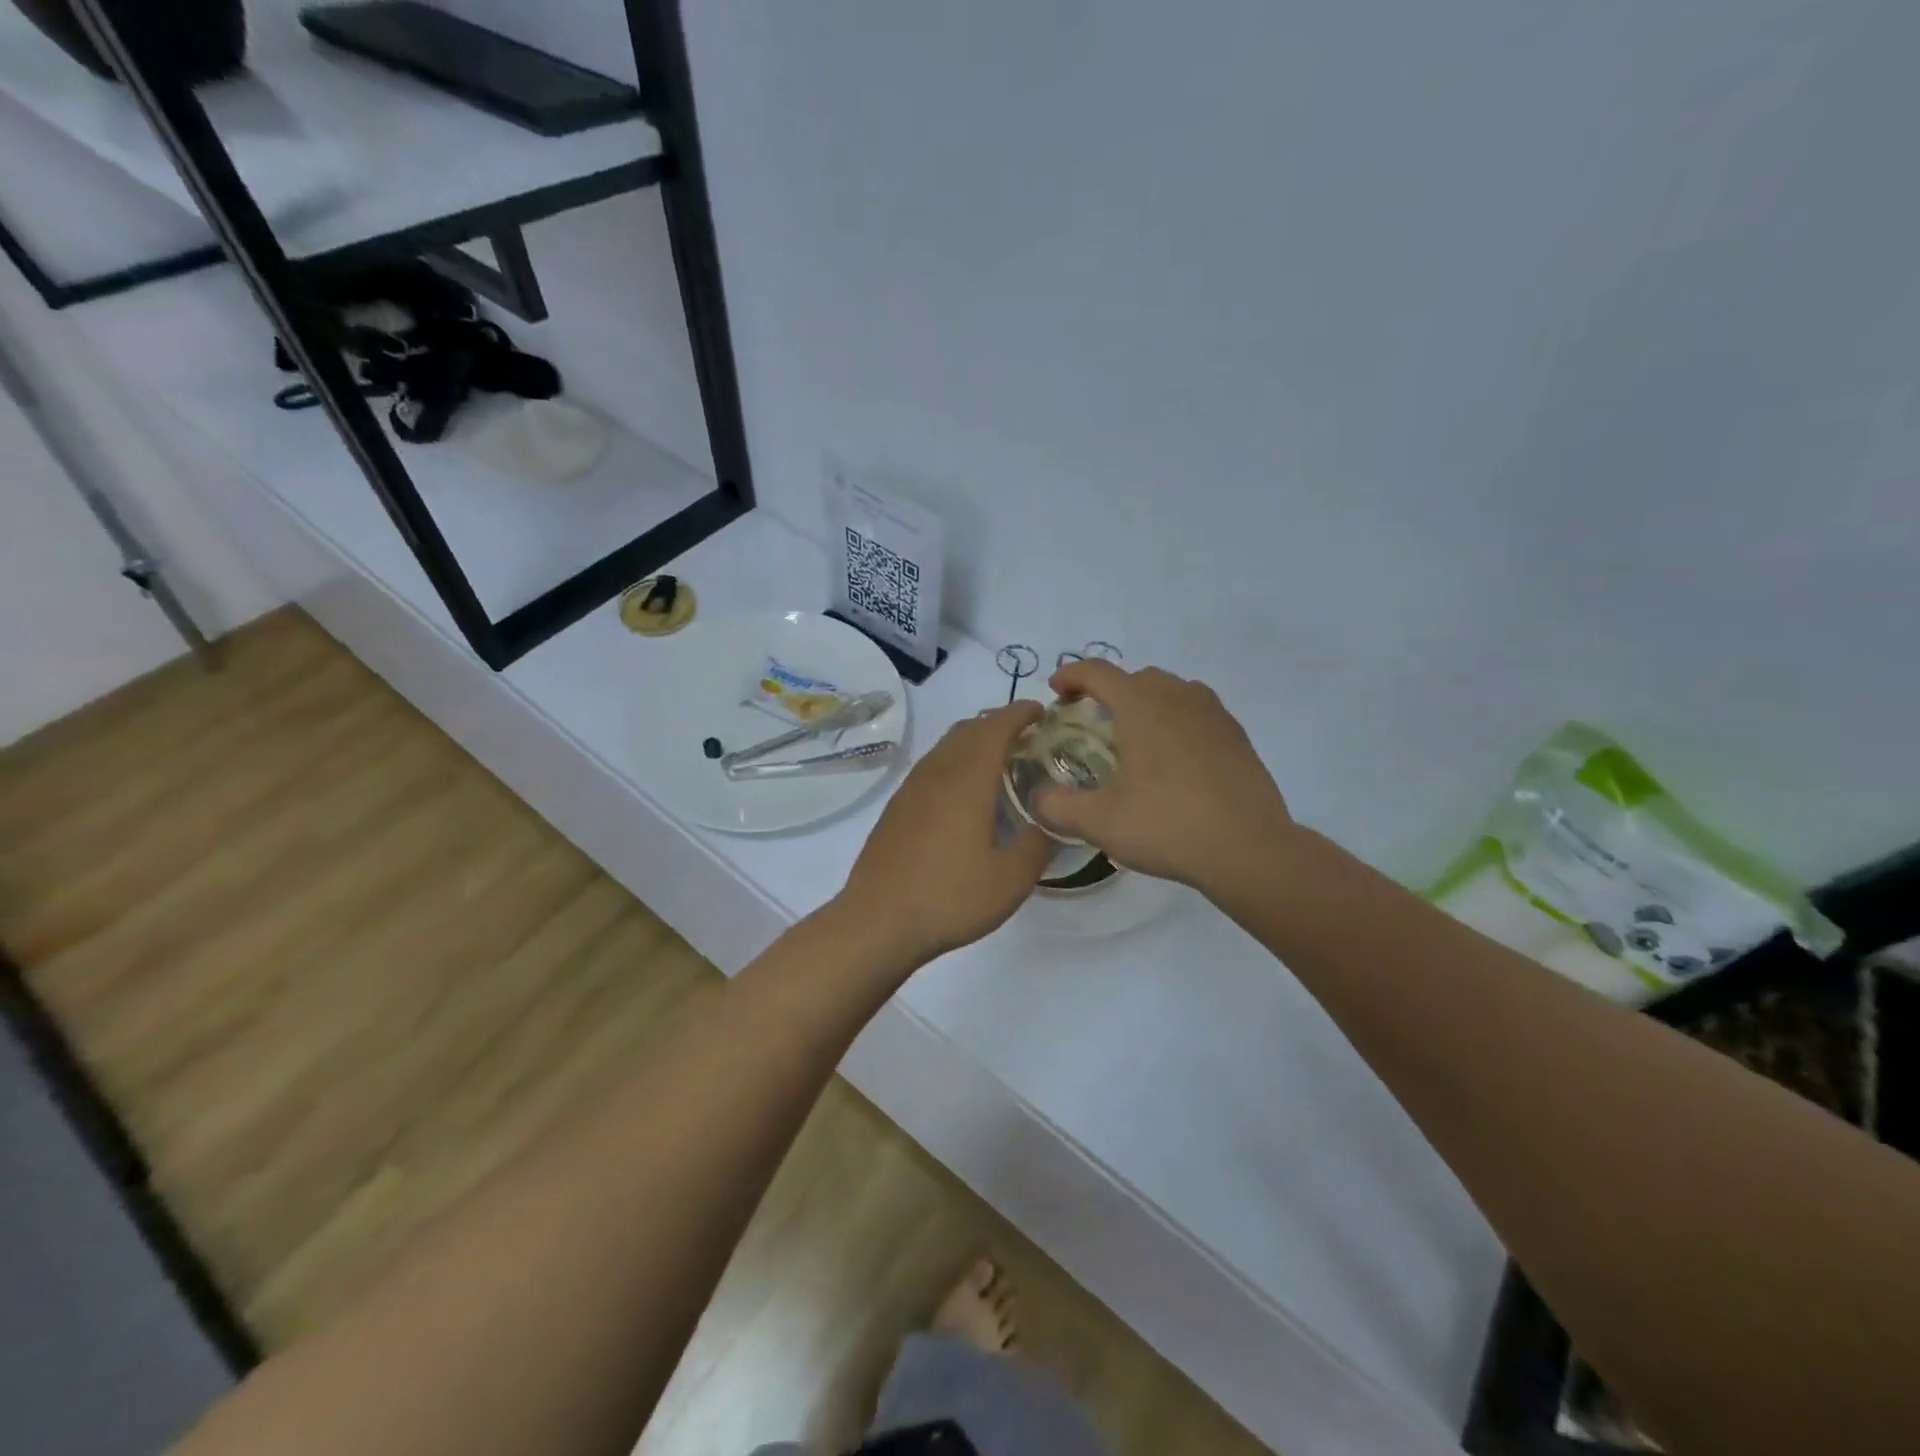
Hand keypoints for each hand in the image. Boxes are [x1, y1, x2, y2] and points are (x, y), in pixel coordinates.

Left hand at [837, 702, 1053, 966]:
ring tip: (998, 762)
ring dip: (974, 742)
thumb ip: (1037, 845)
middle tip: (1026, 738)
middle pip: (968, 729)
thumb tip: (1045, 824)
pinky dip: (955, 763)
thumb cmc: (950, 897)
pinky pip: (931, 768)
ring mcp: (911, 789)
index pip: (996, 726)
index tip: (1042, 711)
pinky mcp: (896, 808)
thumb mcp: (1011, 880)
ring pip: (946, 747)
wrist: (878, 921)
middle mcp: (937, 773)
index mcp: (967, 779)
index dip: (1020, 713)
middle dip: (998, 723)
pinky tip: (964, 795)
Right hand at [1032, 661, 1293, 892]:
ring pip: (1172, 690)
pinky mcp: (1237, 737)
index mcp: (1141, 705)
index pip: (1098, 672)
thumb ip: (1057, 806)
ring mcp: (1214, 714)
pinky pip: (1198, 712)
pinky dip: (1177, 721)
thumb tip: (1037, 797)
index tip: (1056, 691)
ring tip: (1135, 738)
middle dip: (1109, 691)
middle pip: (1136, 677)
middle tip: (1093, 723)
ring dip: (1146, 702)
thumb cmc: (1168, 825)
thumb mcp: (1099, 822)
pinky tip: (1174, 759)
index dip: (1071, 675)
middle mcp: (1178, 697)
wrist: (1249, 849)